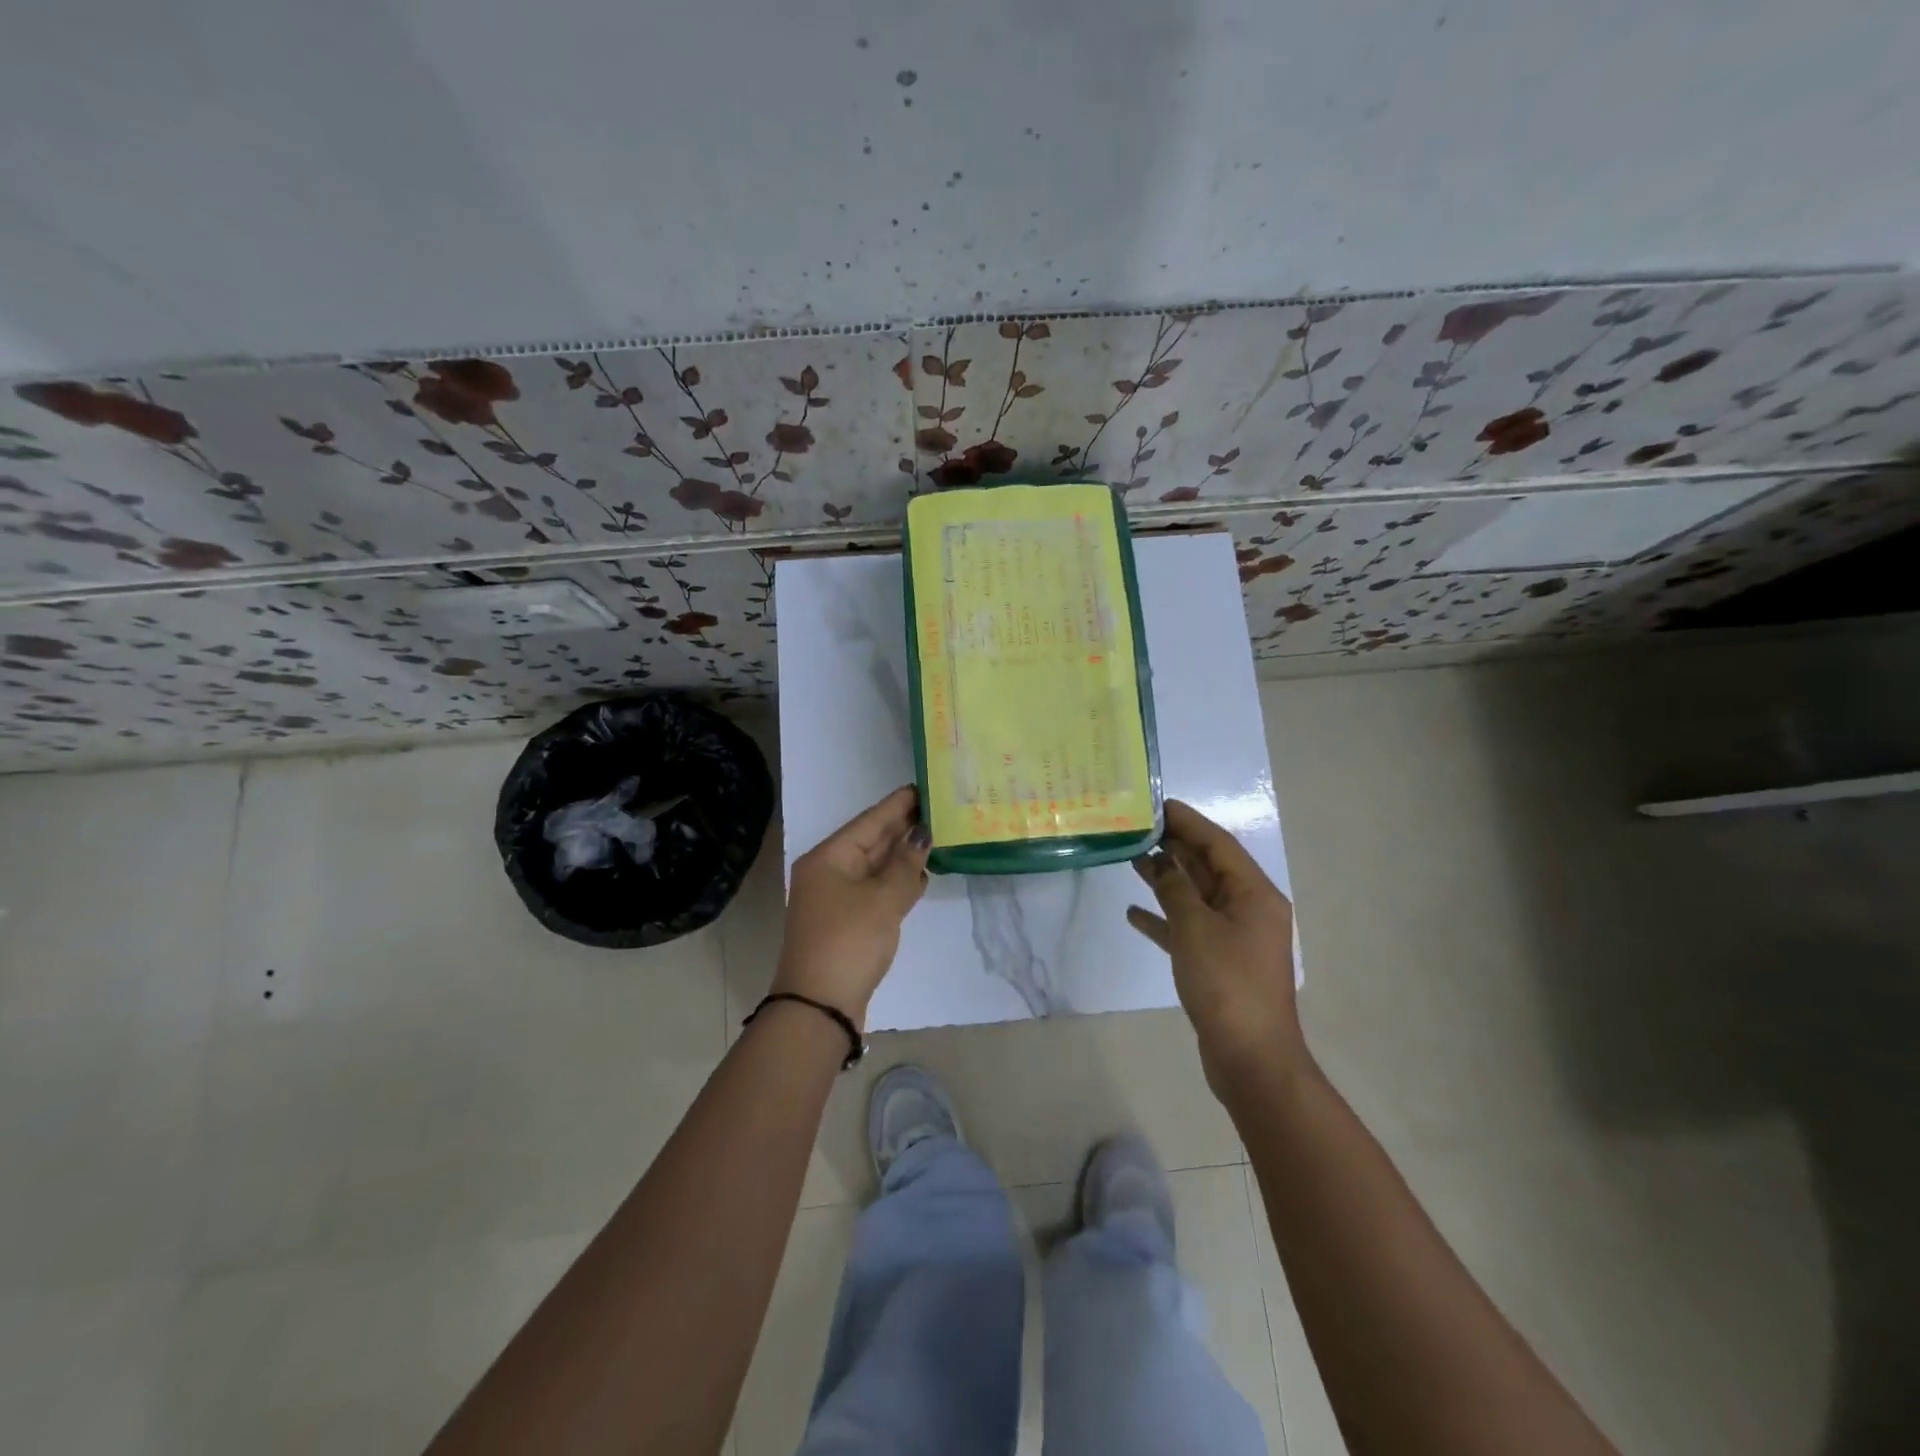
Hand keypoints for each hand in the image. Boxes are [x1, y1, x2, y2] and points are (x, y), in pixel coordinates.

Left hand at [774, 786, 930, 1027]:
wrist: (819, 1007)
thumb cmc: (849, 942)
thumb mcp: (882, 900)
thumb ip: (905, 866)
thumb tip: (921, 835)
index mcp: (829, 858)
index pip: (870, 821)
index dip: (898, 804)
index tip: (924, 786)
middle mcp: (830, 872)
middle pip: (872, 842)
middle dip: (904, 827)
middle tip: (940, 808)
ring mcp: (837, 899)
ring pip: (876, 867)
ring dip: (904, 855)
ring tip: (938, 835)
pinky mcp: (848, 922)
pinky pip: (877, 890)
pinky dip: (898, 882)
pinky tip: (922, 876)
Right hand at [1127, 799, 1304, 1091]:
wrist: (1250, 1059)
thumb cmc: (1226, 984)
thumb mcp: (1195, 928)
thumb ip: (1174, 888)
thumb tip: (1159, 861)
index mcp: (1254, 895)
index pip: (1218, 844)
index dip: (1188, 822)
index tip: (1157, 804)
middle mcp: (1249, 909)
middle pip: (1208, 867)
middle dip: (1174, 847)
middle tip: (1137, 828)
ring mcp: (1235, 937)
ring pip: (1196, 896)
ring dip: (1166, 879)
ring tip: (1131, 859)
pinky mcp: (1219, 962)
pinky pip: (1189, 928)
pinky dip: (1164, 918)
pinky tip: (1135, 914)